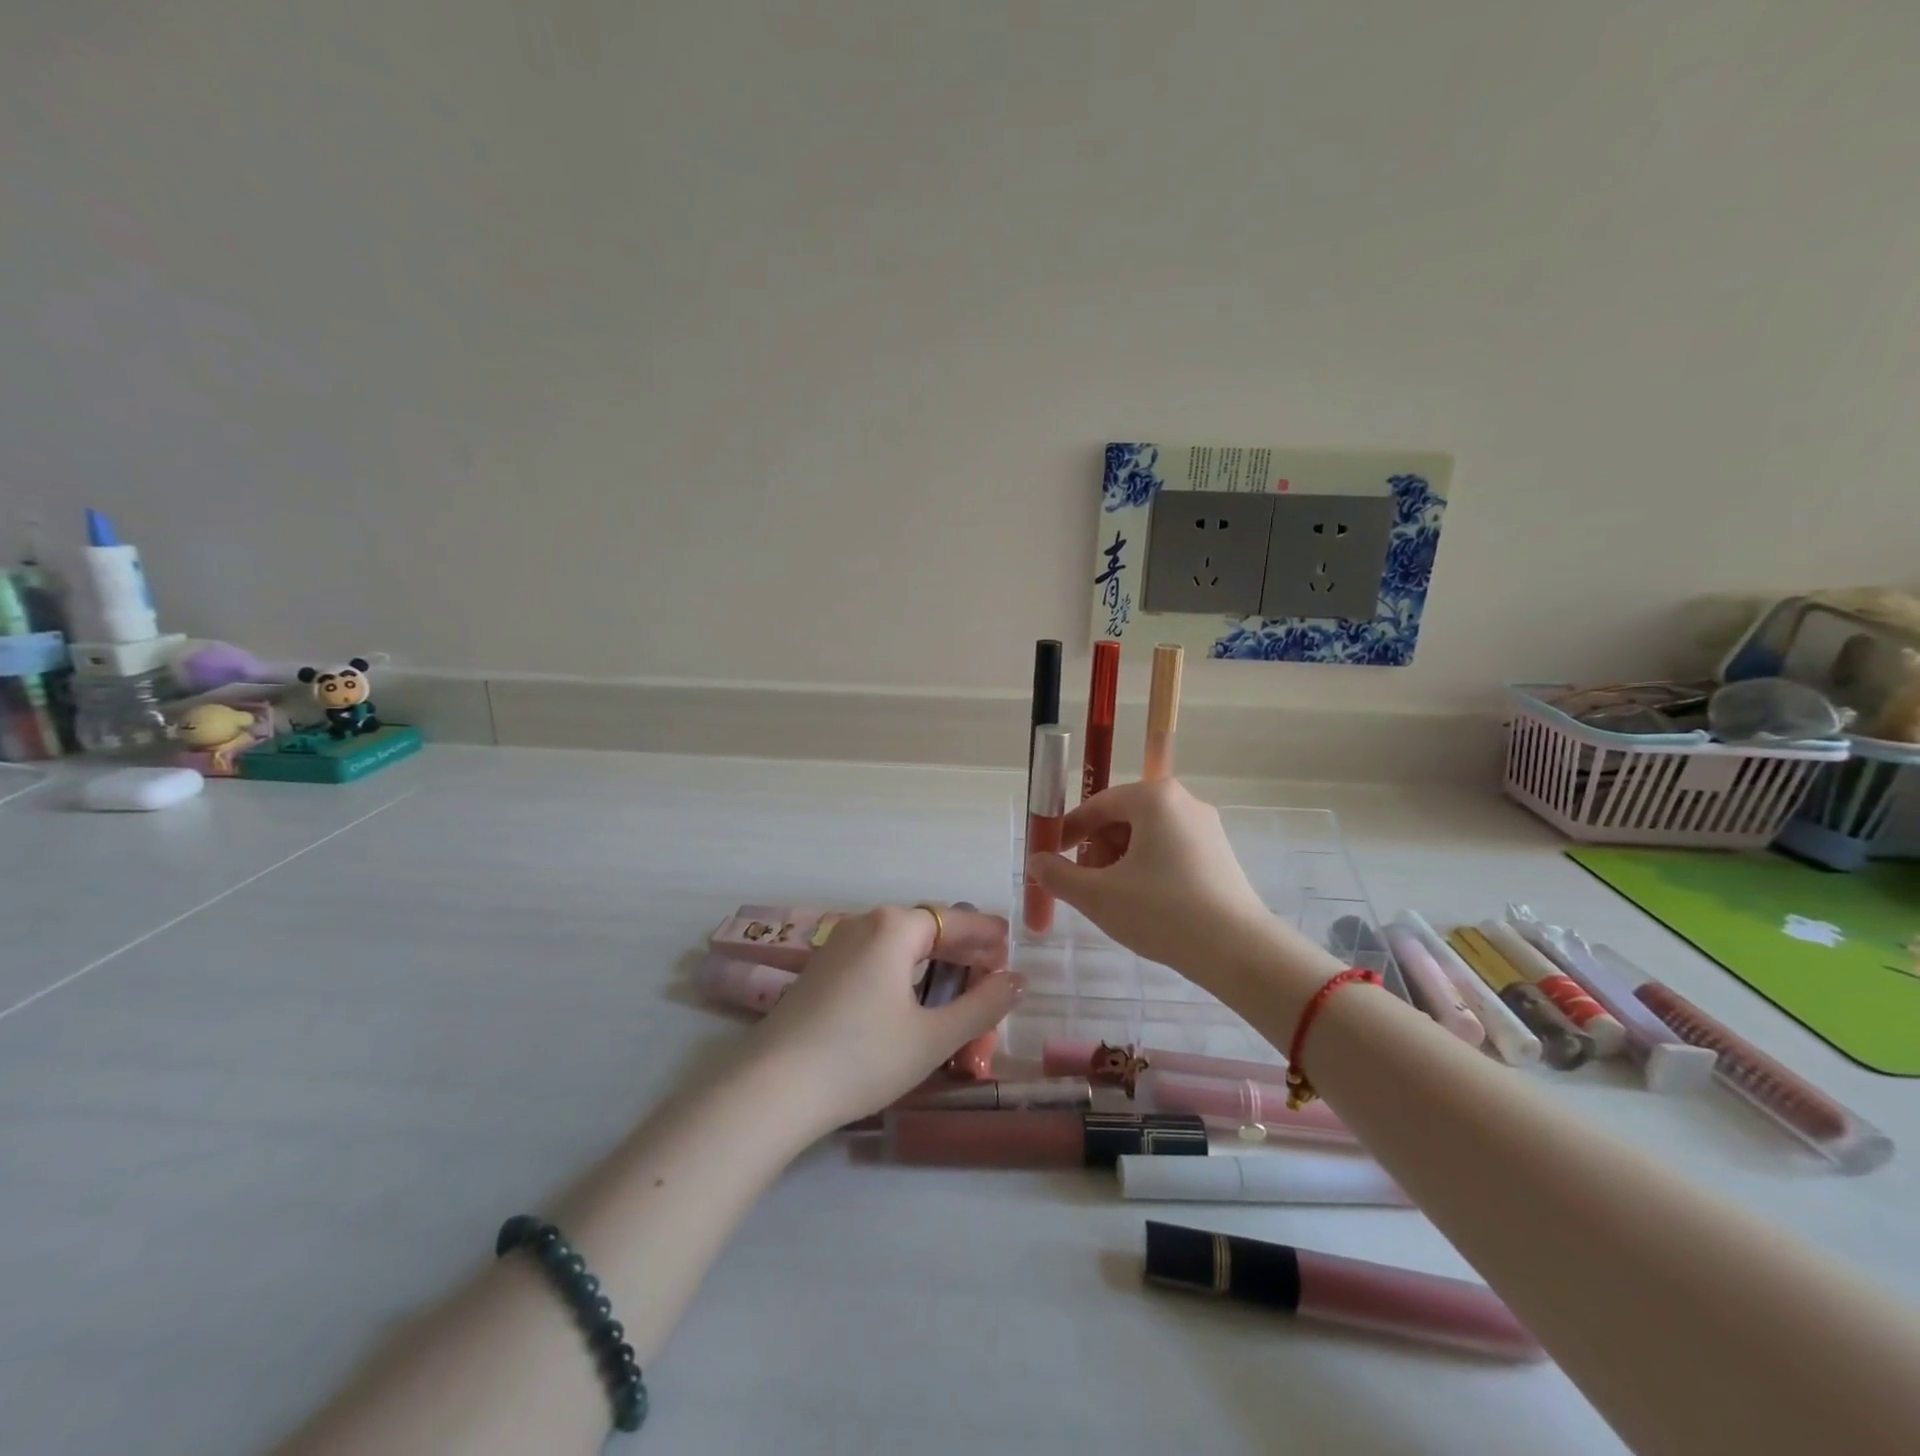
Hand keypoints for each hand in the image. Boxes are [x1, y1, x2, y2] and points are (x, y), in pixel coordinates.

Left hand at [751, 904, 1019, 1132]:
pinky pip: (875, 959)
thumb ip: (982, 1006)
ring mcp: (837, 946)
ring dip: (933, 964)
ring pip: (899, 946)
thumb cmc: (862, 1057)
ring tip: (958, 990)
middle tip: (992, 976)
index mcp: (894, 927)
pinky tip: (911, 1001)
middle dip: (963, 952)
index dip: (987, 935)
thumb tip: (1016, 980)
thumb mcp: (933, 1036)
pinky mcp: (820, 972)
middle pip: (927, 929)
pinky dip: (904, 973)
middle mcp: (864, 924)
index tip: (1011, 949)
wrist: (772, 1089)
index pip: (955, 920)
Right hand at [1027, 779, 1299, 999]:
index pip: (1097, 805)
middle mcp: (1183, 801)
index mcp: (1154, 798)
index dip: (1068, 831)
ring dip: (1120, 861)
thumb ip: (1058, 875)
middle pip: (1122, 818)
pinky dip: (1147, 869)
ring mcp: (1206, 827)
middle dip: (1097, 849)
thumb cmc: (1161, 913)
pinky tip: (1145, 904)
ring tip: (1114, 899)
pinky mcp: (1219, 854)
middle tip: (1087, 885)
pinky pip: (1169, 850)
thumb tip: (1036, 862)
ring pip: (1146, 835)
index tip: (1052, 858)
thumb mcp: (1097, 895)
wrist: (1238, 952)